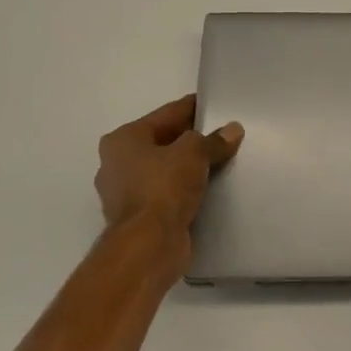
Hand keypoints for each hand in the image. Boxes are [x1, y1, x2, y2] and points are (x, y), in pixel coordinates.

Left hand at [95, 95, 243, 265]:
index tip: (213, 104)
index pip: (165, 115)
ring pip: (164, 170)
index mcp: (123, 140)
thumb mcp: (194, 153)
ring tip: (219, 161)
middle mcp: (116, 164)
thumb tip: (233, 130)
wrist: (148, 246)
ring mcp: (124, 194)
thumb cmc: (164, 187)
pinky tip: (207, 188)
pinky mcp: (137, 218)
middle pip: (162, 142)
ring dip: (187, 167)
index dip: (191, 108)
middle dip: (190, 140)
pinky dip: (183, 190)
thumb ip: (213, 140)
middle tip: (222, 134)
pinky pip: (166, 194)